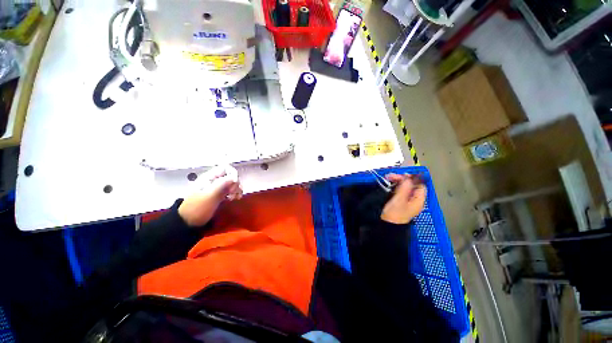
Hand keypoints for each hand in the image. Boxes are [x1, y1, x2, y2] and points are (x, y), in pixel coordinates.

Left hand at [178, 166, 242, 226]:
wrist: (189, 222)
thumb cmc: (198, 208)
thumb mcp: (209, 195)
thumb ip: (222, 184)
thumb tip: (235, 178)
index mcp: (209, 177)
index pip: (226, 168)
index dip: (233, 174)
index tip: (234, 183)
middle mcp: (214, 180)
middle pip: (231, 175)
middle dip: (235, 183)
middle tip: (233, 193)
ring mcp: (217, 188)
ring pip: (233, 183)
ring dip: (237, 189)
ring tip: (235, 197)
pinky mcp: (220, 195)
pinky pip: (232, 190)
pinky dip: (236, 193)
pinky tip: (236, 198)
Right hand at [381, 173, 426, 224]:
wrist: (388, 226)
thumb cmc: (395, 213)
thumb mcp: (399, 199)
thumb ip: (405, 187)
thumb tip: (408, 177)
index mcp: (418, 199)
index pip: (420, 185)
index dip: (412, 178)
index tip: (402, 174)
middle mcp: (415, 200)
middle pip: (412, 185)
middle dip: (402, 179)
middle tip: (391, 176)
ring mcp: (407, 201)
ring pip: (405, 188)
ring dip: (398, 182)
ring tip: (388, 178)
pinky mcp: (401, 203)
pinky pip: (400, 191)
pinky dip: (395, 187)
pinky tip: (389, 185)